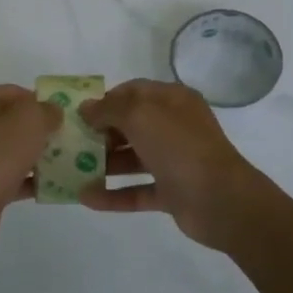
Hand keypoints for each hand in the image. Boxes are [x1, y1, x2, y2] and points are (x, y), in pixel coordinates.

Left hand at [0, 84, 60, 253]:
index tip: (64, 115)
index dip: (40, 101)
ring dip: (35, 158)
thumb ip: (46, 110)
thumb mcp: (29, 120)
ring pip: (9, 152)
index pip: (12, 93)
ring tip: (65, 163)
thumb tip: (53, 111)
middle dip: (39, 131)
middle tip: (67, 140)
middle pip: (10, 123)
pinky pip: (7, 179)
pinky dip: (27, 181)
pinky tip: (52, 188)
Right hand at [78, 80, 267, 249]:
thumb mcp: (141, 115)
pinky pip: (136, 191)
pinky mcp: (172, 192)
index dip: (106, 100)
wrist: (220, 200)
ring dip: (103, 165)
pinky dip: (113, 195)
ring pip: (132, 159)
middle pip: (131, 125)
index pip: (134, 92)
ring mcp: (174, 161)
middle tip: (71, 144)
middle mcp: (174, 127)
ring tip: (71, 171)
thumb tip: (86, 108)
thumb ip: (109, 108)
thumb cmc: (180, 147)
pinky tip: (86, 198)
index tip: (78, 115)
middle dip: (100, 133)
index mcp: (173, 101)